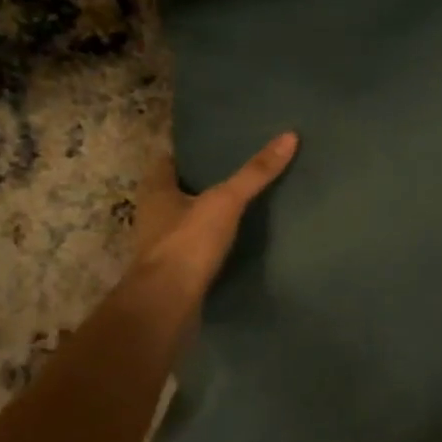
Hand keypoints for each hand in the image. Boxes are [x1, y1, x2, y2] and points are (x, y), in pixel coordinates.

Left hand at [128, 131, 298, 302]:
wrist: (166, 305)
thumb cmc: (187, 243)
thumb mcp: (226, 201)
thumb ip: (255, 173)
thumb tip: (289, 136)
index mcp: (155, 191)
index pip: (167, 162)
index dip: (188, 153)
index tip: (215, 145)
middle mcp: (152, 216)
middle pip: (176, 191)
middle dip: (200, 183)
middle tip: (235, 171)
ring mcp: (161, 247)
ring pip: (184, 221)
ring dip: (206, 215)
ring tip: (240, 204)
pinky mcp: (174, 273)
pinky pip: (194, 249)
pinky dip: (210, 243)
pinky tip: (236, 241)